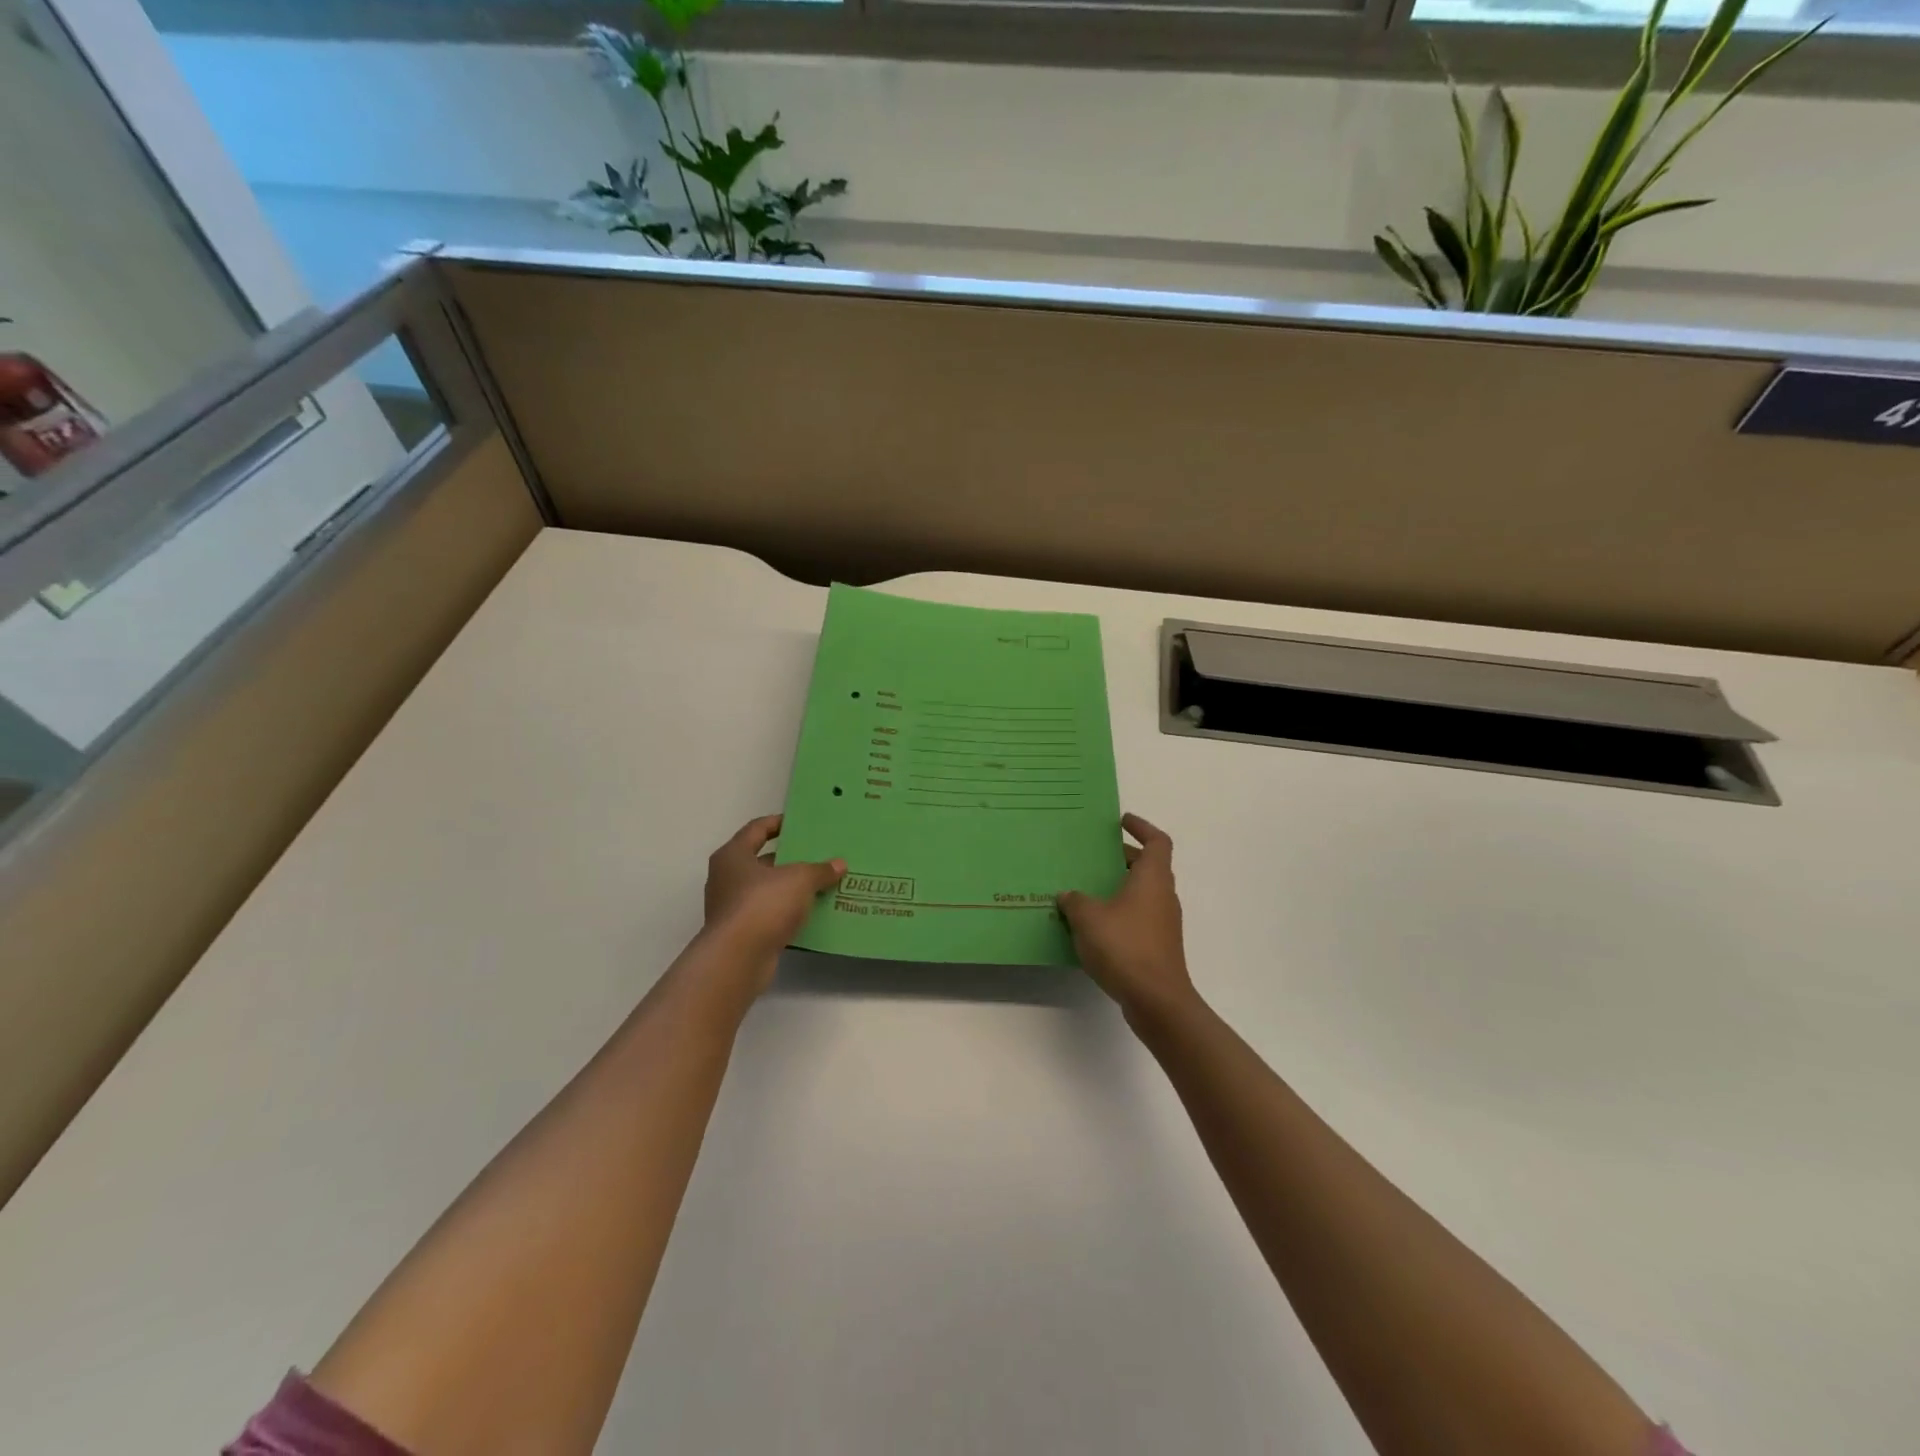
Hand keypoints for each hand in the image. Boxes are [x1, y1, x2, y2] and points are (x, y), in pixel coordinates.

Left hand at [701, 814, 845, 986]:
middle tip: (819, 855)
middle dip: (790, 859)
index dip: (778, 823)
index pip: (756, 829)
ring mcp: (732, 908)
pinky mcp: (741, 933)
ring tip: (822, 884)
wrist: (738, 959)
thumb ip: (819, 870)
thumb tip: (839, 864)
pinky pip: (769, 915)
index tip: (800, 823)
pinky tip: (812, 913)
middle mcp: (727, 878)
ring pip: (767, 890)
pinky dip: (788, 913)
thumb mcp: (799, 879)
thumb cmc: (763, 904)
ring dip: (791, 888)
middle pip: (762, 861)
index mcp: (733, 856)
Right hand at [1058, 813, 1198, 1026]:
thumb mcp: (1088, 918)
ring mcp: (1163, 924)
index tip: (1121, 822)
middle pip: (1148, 867)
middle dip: (1122, 859)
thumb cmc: (1125, 947)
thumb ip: (1075, 901)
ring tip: (1087, 890)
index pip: (1157, 842)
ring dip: (1119, 888)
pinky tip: (1093, 926)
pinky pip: (1138, 918)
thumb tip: (1068, 895)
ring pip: (1142, 894)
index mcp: (1152, 879)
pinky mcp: (1158, 947)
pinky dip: (1119, 913)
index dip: (1142, 828)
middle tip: (1094, 857)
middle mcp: (1163, 896)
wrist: (1156, 1000)